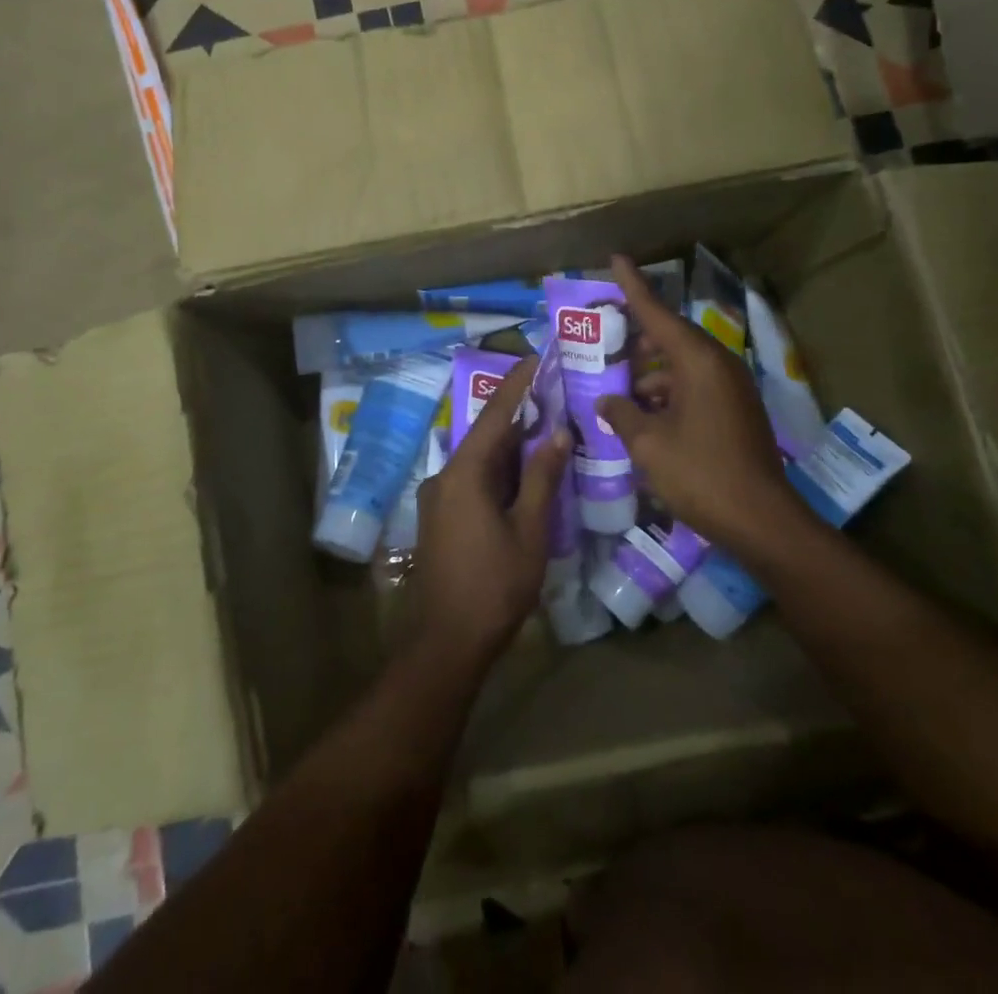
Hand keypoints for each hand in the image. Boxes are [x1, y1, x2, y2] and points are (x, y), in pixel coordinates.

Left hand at [413, 355, 571, 673]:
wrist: (446, 641)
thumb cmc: (494, 586)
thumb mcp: (529, 530)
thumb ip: (542, 478)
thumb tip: (558, 433)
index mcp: (464, 473)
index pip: (494, 415)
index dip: (518, 384)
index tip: (537, 357)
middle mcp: (444, 476)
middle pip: (485, 434)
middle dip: (519, 414)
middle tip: (554, 394)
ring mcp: (439, 497)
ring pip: (480, 458)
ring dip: (510, 445)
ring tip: (547, 427)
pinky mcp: (440, 516)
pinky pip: (472, 479)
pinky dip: (499, 469)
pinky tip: (525, 471)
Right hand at [596, 256, 793, 554]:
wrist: (762, 521)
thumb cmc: (701, 474)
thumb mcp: (649, 444)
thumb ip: (622, 413)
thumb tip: (607, 399)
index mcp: (698, 362)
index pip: (657, 313)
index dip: (633, 287)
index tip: (616, 259)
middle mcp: (718, 365)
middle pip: (671, 338)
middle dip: (637, 341)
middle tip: (605, 346)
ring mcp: (732, 389)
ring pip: (682, 366)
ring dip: (651, 375)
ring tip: (618, 391)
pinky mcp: (736, 411)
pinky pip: (695, 387)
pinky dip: (669, 394)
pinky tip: (645, 416)